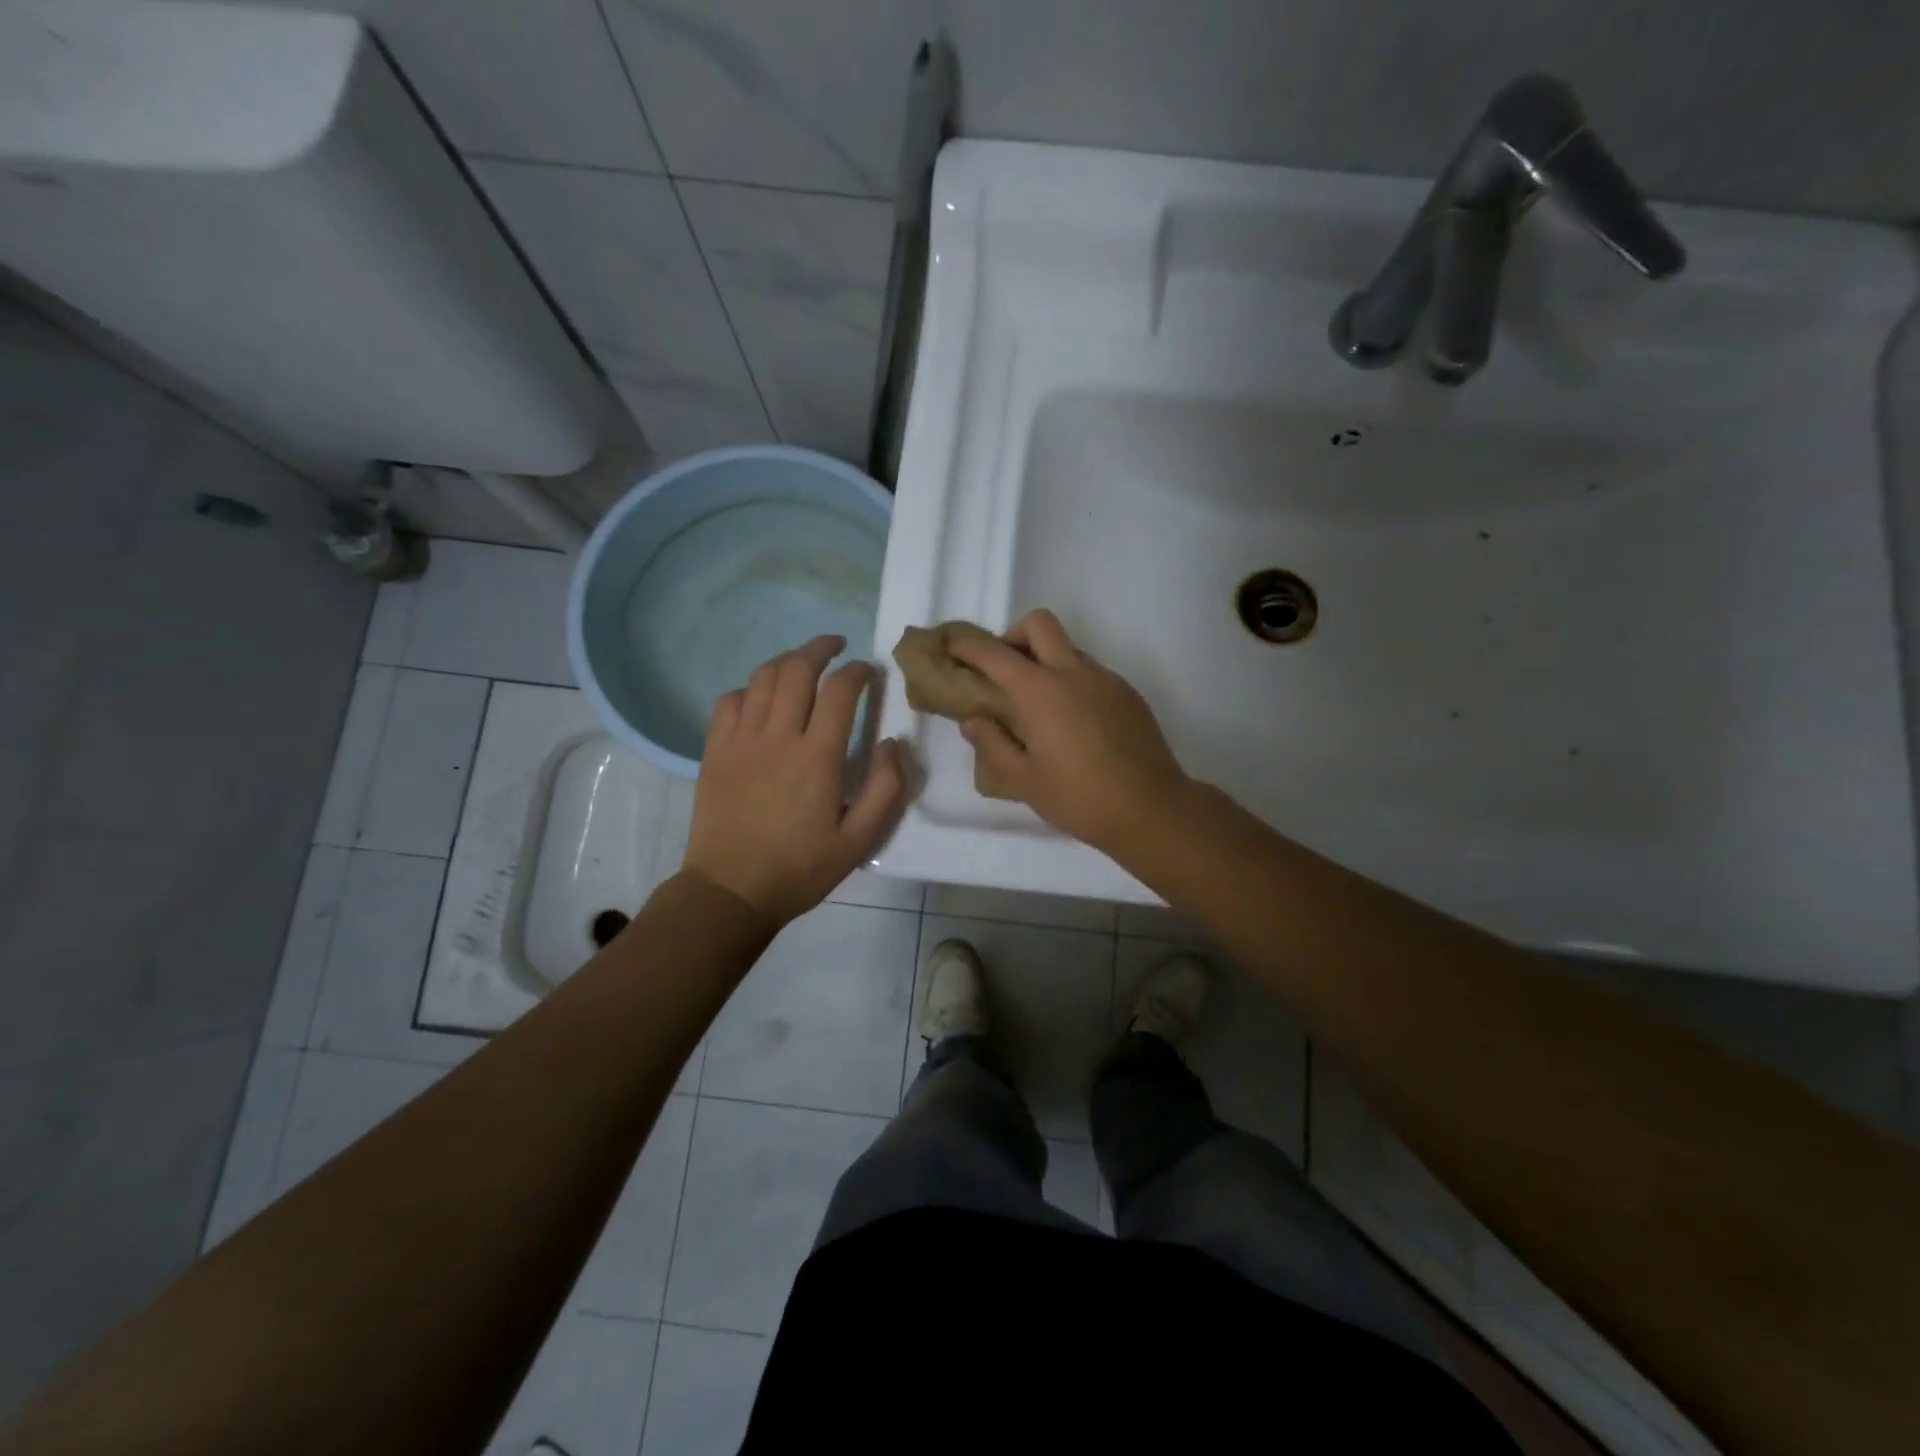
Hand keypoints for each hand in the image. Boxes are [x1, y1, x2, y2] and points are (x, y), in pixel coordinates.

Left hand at [684, 635, 907, 923]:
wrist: (731, 891)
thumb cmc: (800, 869)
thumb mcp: (859, 840)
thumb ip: (885, 789)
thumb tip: (893, 743)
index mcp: (817, 757)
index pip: (839, 691)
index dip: (857, 671)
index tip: (868, 670)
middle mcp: (778, 737)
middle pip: (797, 669)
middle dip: (820, 648)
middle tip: (837, 645)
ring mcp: (741, 741)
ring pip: (762, 678)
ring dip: (786, 661)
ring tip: (803, 663)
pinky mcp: (715, 751)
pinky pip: (729, 701)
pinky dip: (749, 689)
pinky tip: (760, 699)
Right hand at [947, 610, 1191, 858]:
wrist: (1151, 808)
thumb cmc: (1079, 798)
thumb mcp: (1024, 780)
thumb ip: (993, 745)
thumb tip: (973, 722)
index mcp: (1040, 691)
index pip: (995, 654)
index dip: (969, 647)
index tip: (954, 649)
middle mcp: (1073, 673)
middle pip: (1040, 624)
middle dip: (1014, 635)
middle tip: (1004, 670)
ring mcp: (1106, 679)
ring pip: (1069, 648)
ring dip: (1046, 660)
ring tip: (1039, 705)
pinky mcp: (1128, 694)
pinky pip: (1092, 672)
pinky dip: (1072, 681)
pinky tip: (1073, 723)